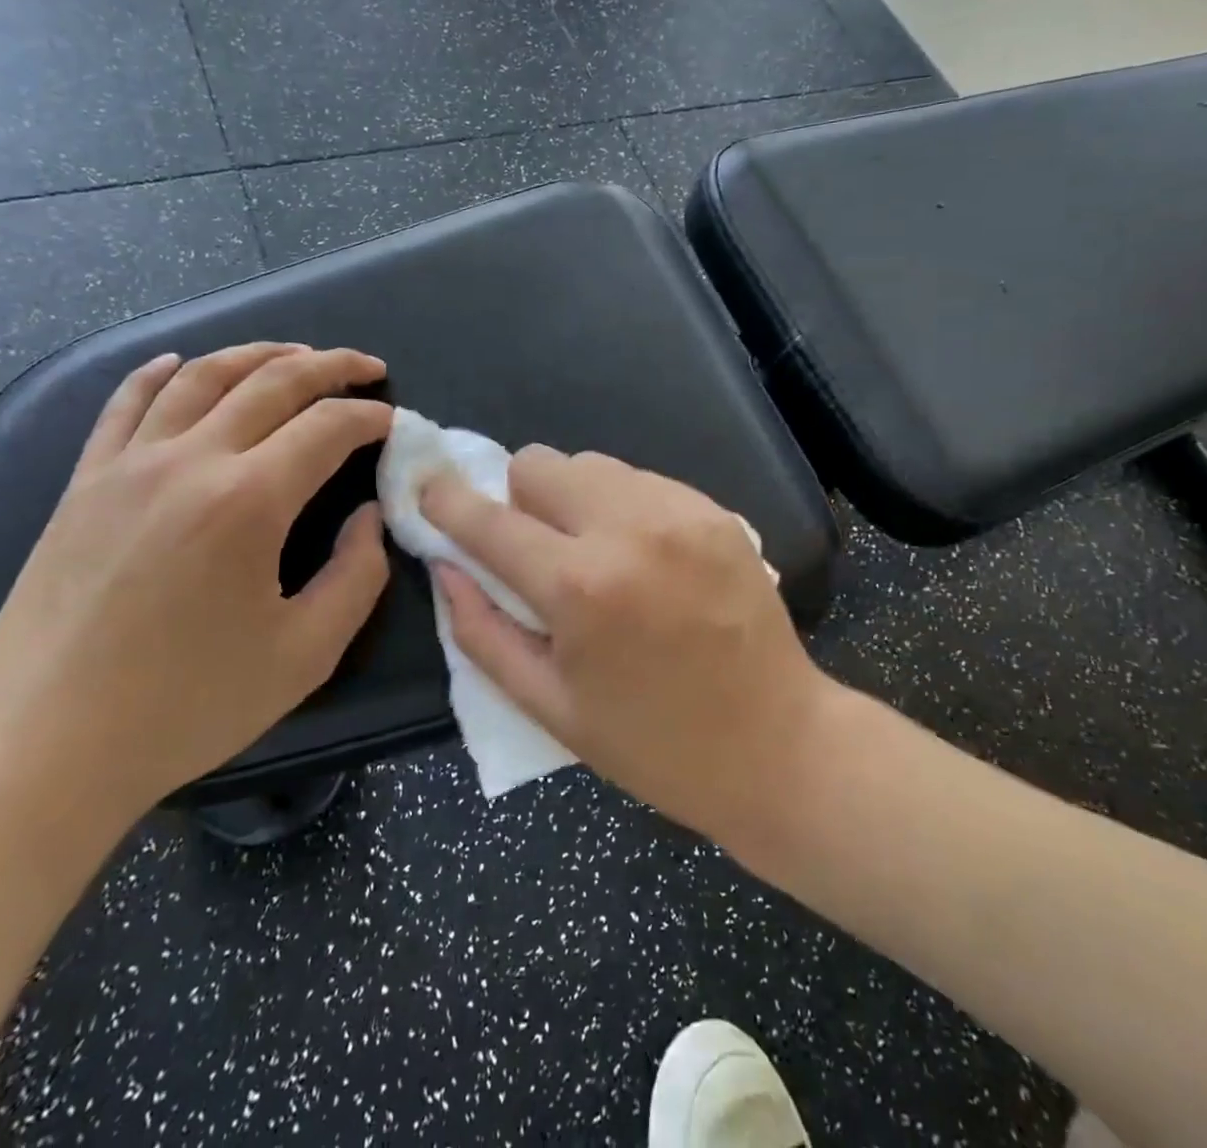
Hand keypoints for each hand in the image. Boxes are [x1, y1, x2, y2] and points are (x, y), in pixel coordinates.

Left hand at [0, 343, 392, 828]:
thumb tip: (367, 516)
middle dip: (331, 366)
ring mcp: (127, 465)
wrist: (44, 747)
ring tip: (297, 354)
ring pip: (202, 376)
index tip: (396, 422)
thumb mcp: (306, 653)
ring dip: (259, 354)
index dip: (372, 416)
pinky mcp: (84, 483)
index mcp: (249, 501)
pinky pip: (125, 403)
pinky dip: (161, 372)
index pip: (328, 427)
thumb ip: (358, 575)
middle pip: (272, 382)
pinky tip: (181, 362)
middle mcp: (189, 462)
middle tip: (368, 366)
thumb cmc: (187, 706)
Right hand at [420, 446, 828, 843]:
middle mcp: (628, 528)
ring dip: (573, 499)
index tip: (430, 490)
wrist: (776, 743)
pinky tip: (644, 557)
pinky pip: (641, 480)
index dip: (447, 500)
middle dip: (520, 499)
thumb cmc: (652, 744)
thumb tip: (446, 566)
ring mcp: (679, 511)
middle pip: (540, 462)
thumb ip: (482, 631)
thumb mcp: (548, 706)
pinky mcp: (714, 510)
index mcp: (578, 587)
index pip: (489, 519)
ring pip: (591, 464)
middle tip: (537, 549)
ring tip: (596, 553)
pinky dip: (622, 506)